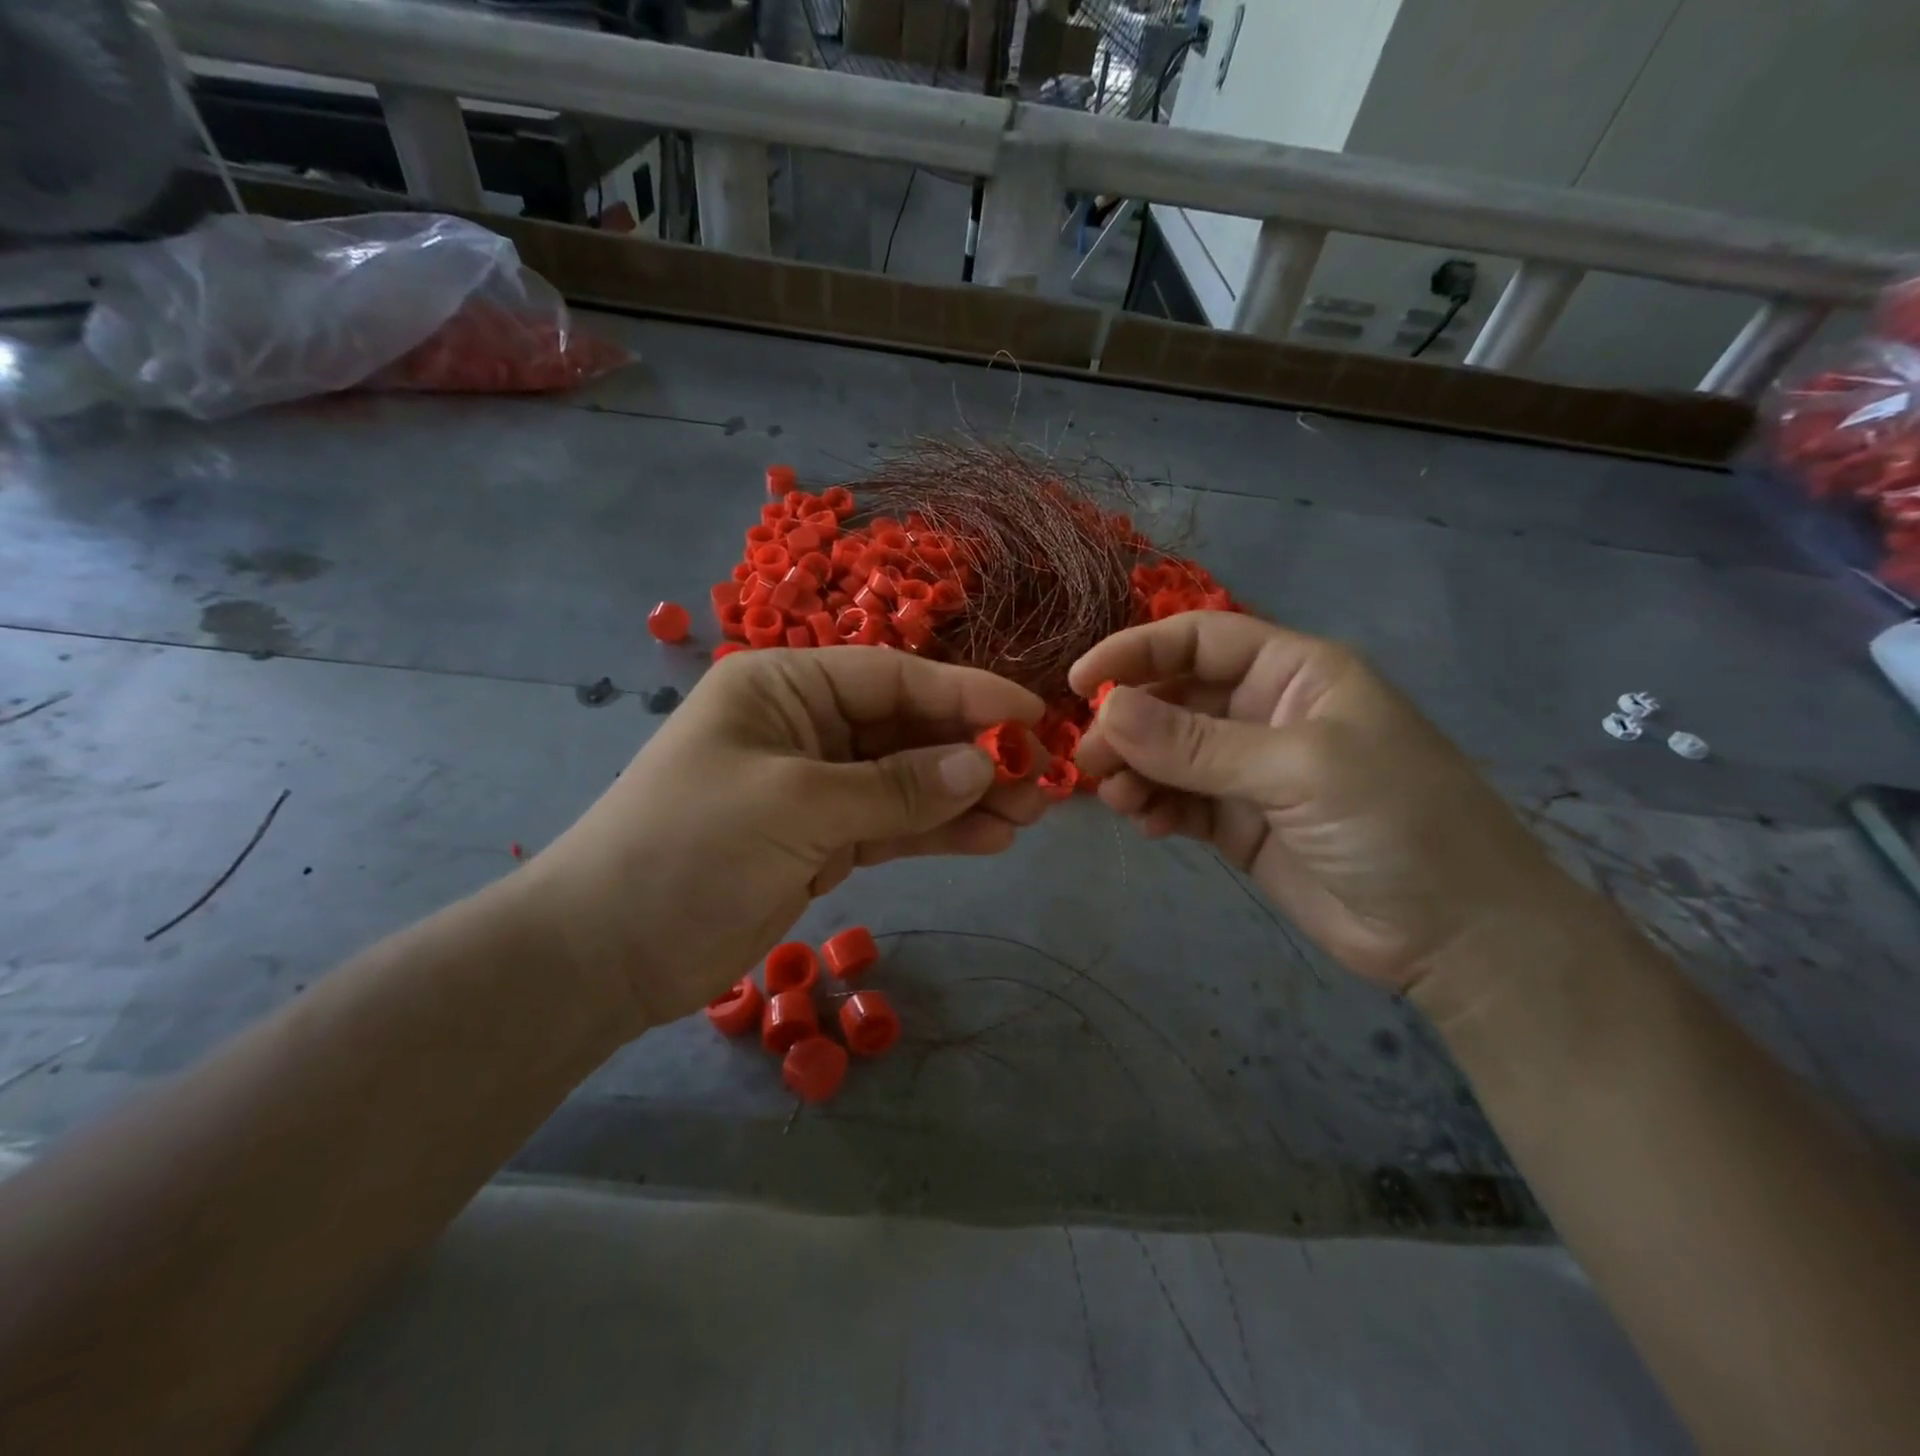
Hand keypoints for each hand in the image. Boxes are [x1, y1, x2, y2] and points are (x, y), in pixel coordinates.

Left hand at [519, 647, 1046, 1032]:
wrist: (608, 951)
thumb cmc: (689, 849)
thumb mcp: (796, 806)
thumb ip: (895, 787)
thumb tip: (985, 764)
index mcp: (785, 686)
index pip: (894, 677)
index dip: (967, 695)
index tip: (1033, 716)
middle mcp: (805, 725)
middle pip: (908, 729)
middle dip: (974, 753)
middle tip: (1043, 778)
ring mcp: (815, 786)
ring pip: (907, 781)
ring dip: (966, 796)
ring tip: (1030, 813)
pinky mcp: (820, 840)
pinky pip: (891, 826)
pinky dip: (936, 832)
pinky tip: (989, 839)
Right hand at [1072, 613, 1568, 993]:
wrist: (1455, 935)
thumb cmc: (1397, 822)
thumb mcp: (1298, 768)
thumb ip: (1197, 742)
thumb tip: (1106, 709)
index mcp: (1294, 673)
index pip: (1200, 639)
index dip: (1137, 650)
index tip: (1080, 679)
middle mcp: (1265, 712)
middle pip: (1174, 697)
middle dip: (1127, 722)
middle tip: (1088, 758)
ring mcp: (1249, 771)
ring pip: (1168, 754)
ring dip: (1133, 769)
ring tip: (1116, 797)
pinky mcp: (1238, 823)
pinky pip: (1179, 801)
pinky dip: (1153, 807)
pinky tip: (1145, 824)